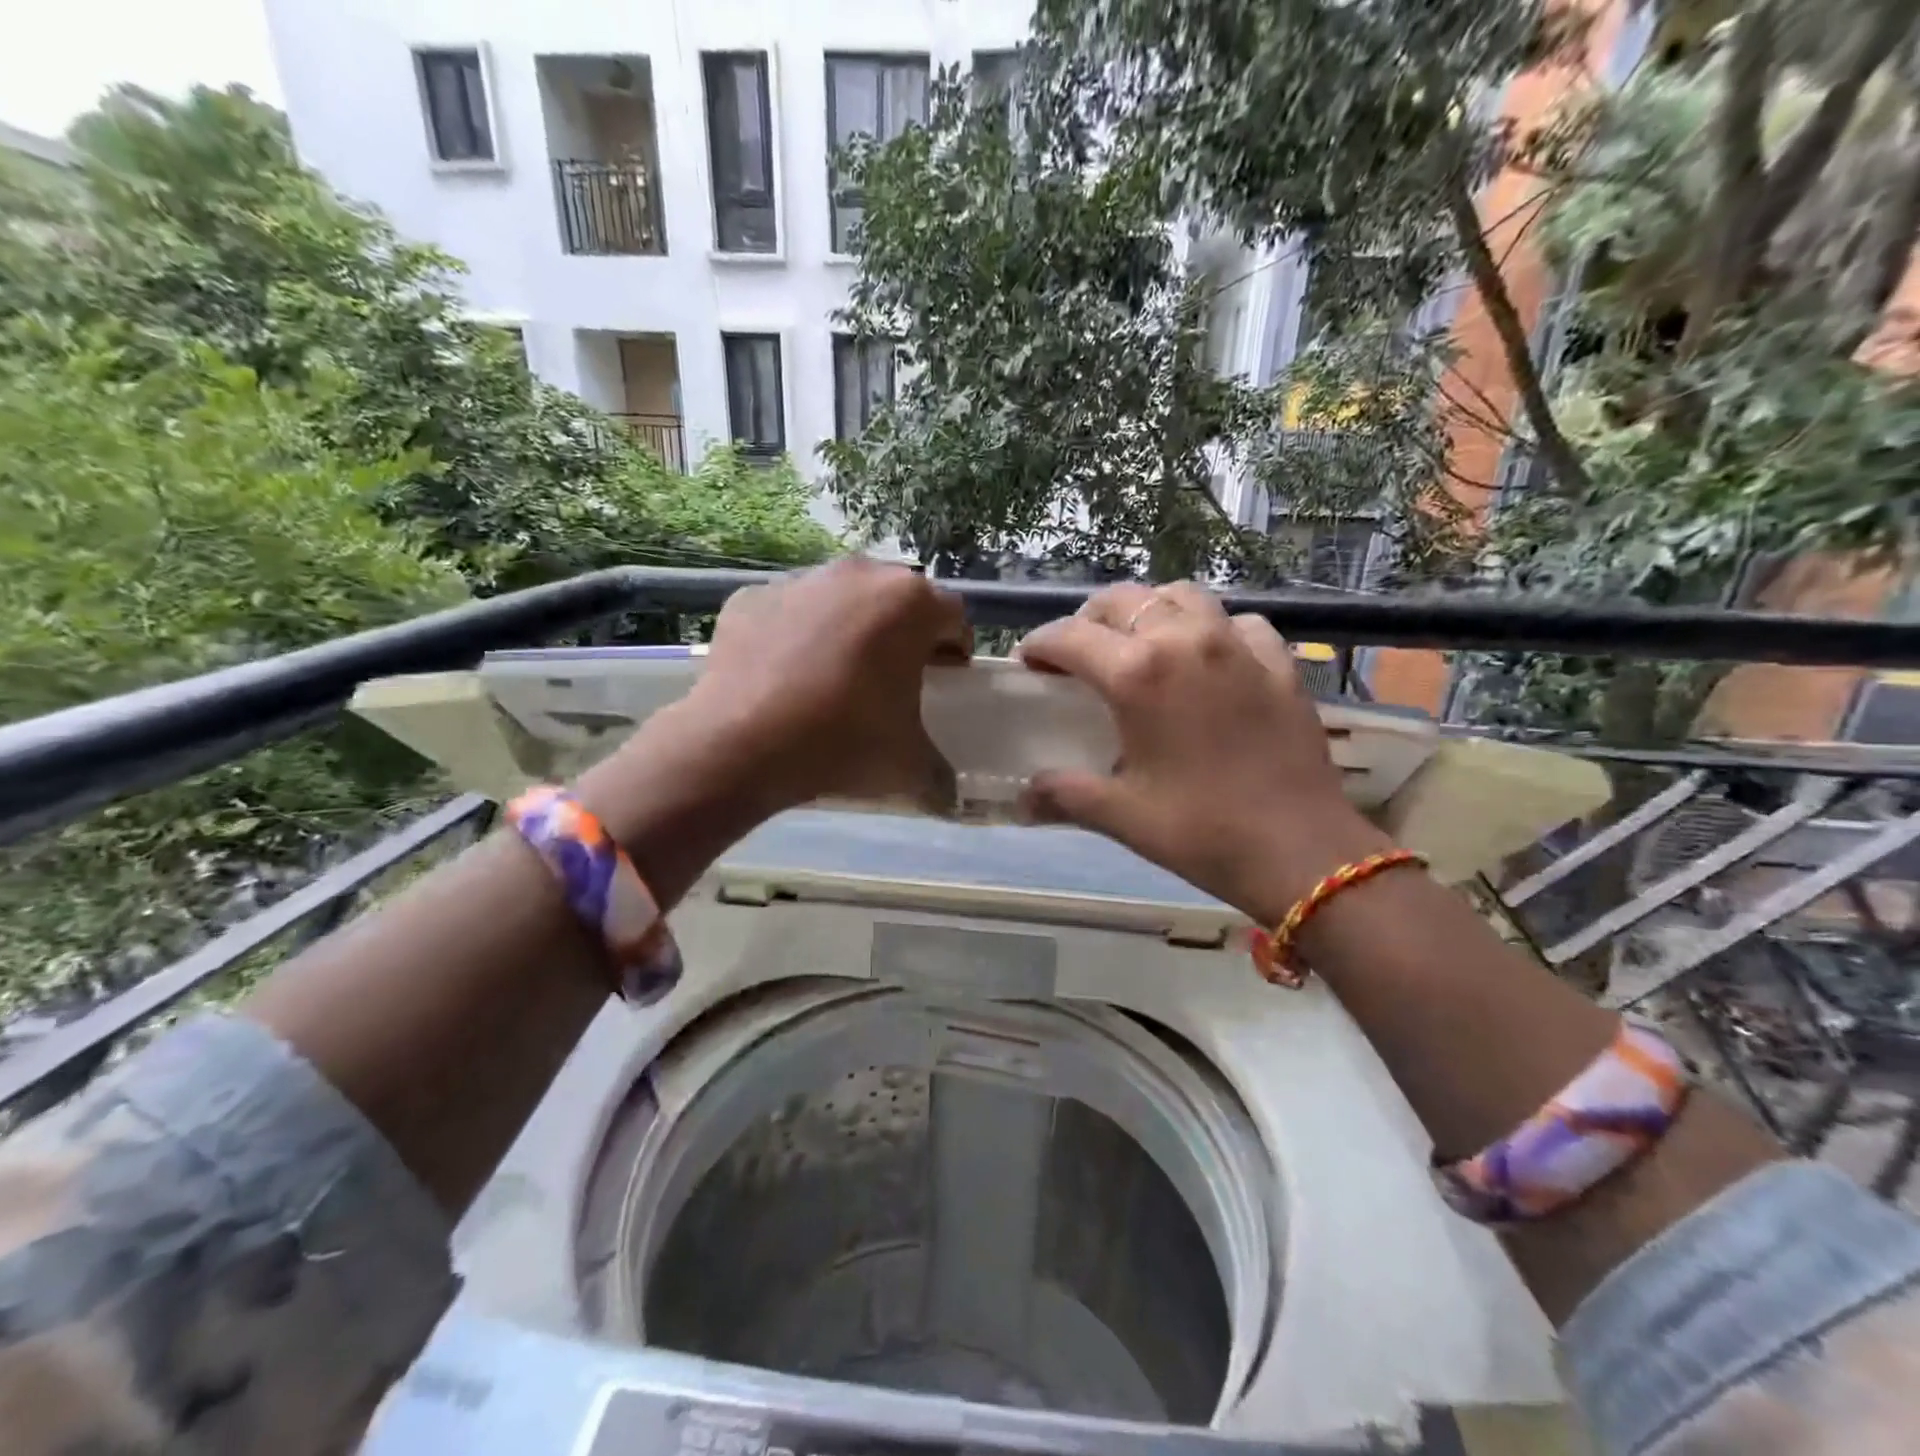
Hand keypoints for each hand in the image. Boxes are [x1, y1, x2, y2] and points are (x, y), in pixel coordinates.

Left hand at [676, 556, 971, 813]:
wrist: (740, 744)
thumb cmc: (843, 741)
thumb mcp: (908, 767)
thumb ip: (940, 777)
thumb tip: (950, 798)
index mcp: (911, 603)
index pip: (953, 617)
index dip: (954, 650)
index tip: (942, 681)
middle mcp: (859, 574)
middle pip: (897, 600)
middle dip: (902, 634)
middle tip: (891, 681)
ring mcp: (801, 580)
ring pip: (842, 599)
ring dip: (849, 629)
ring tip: (835, 679)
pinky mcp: (752, 596)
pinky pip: (790, 612)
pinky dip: (796, 635)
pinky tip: (786, 678)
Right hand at [1017, 582, 1390, 922]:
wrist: (1302, 853)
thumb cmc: (1202, 832)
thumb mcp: (1121, 815)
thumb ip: (1063, 795)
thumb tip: (1022, 800)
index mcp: (1138, 674)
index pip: (1070, 636)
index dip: (1039, 645)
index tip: (1028, 664)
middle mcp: (1186, 641)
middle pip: (1123, 600)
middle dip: (1088, 620)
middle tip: (1078, 656)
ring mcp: (1238, 646)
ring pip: (1181, 596)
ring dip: (1149, 611)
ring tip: (1140, 646)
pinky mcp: (1279, 662)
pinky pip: (1237, 623)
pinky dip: (1212, 629)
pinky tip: (1208, 661)